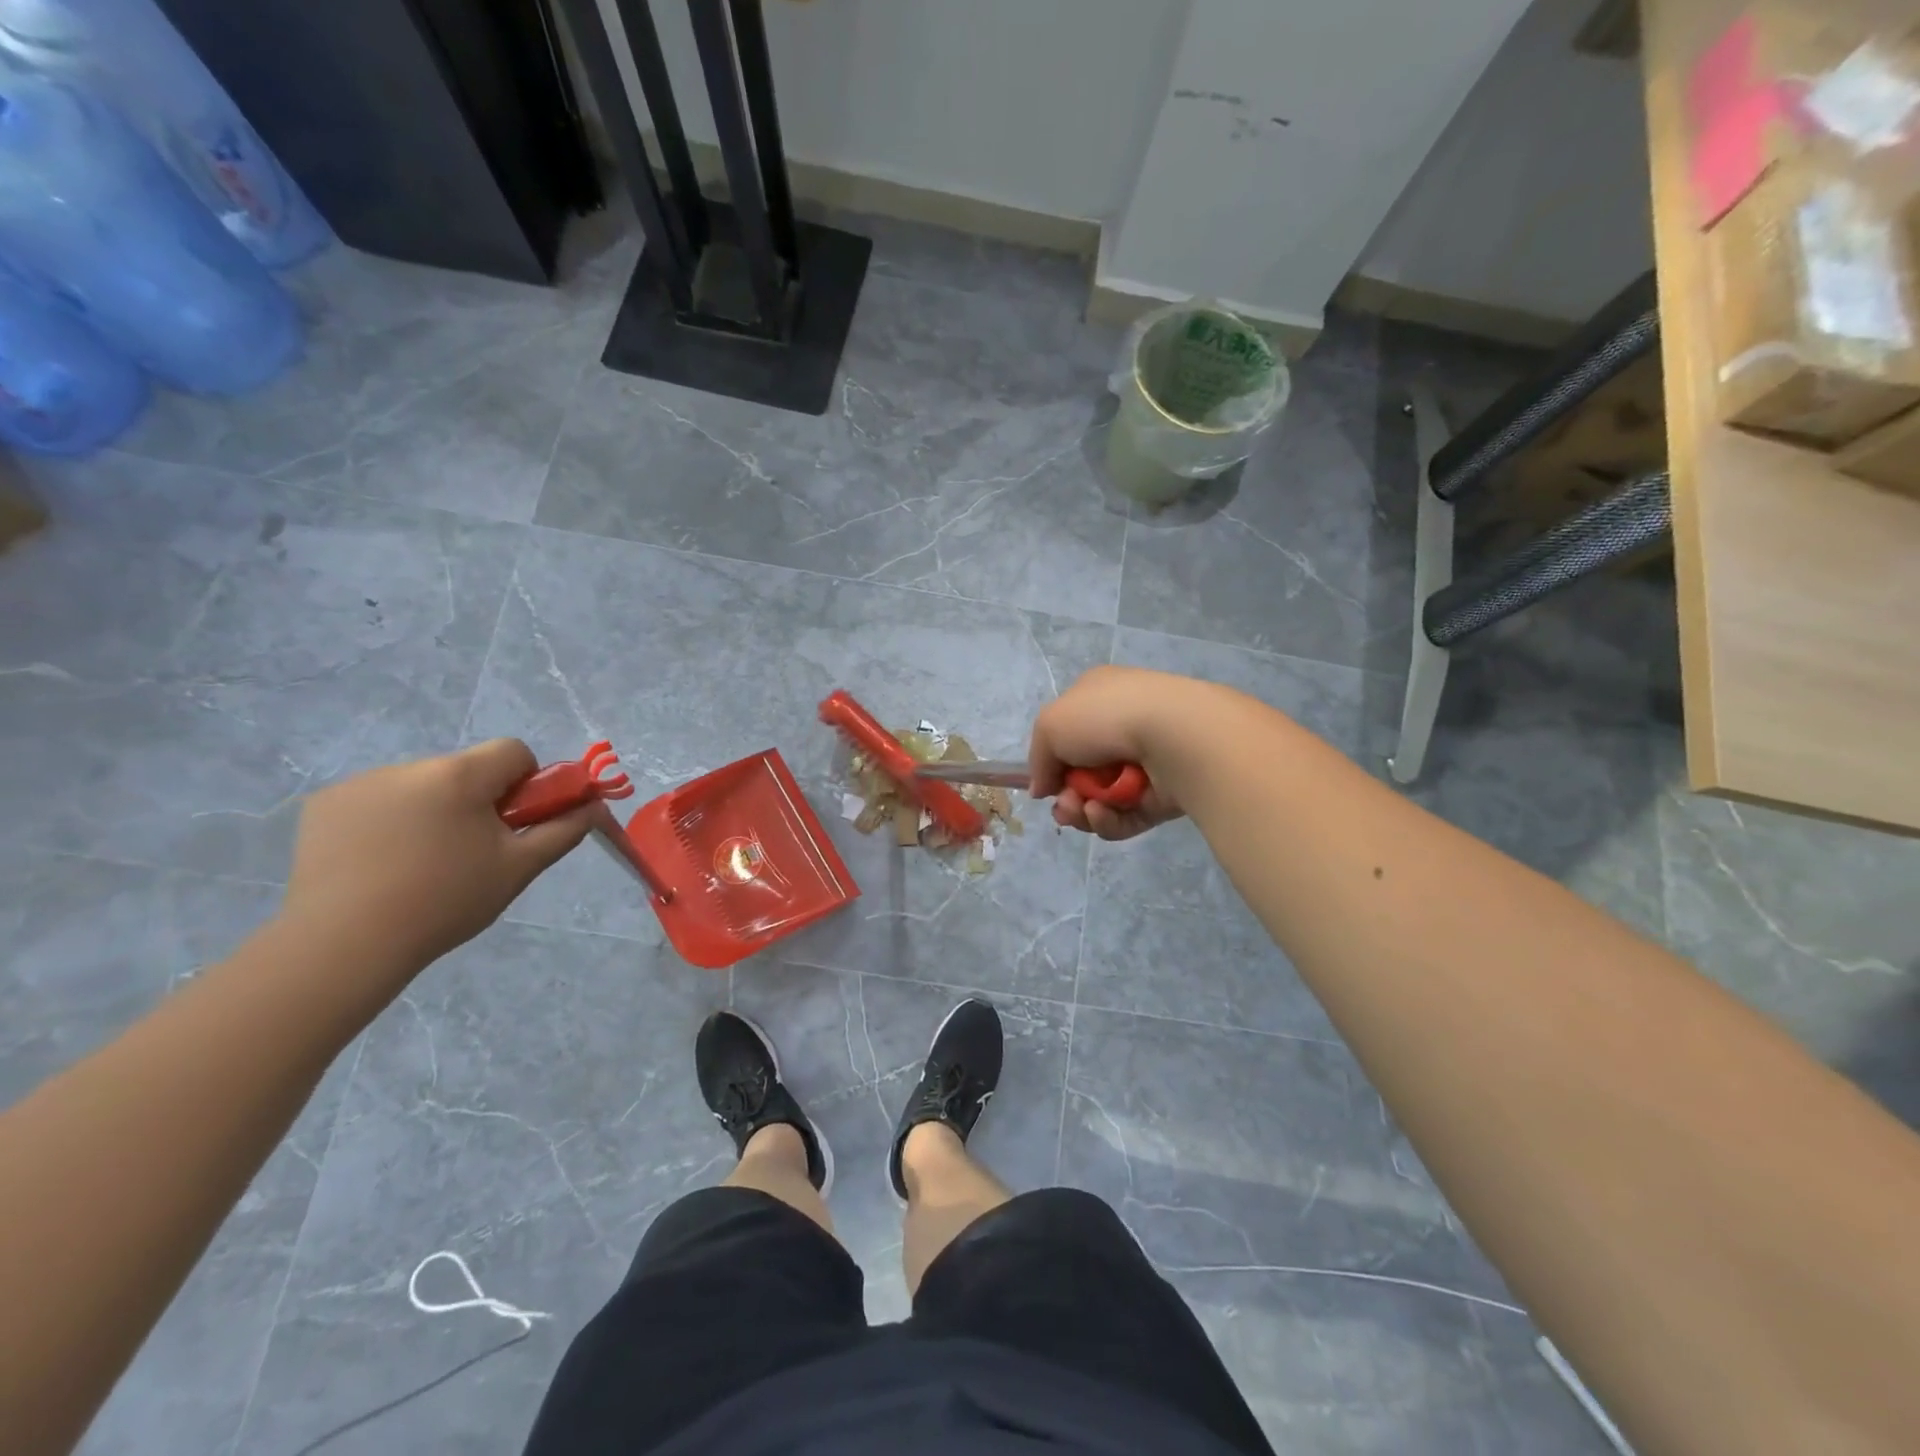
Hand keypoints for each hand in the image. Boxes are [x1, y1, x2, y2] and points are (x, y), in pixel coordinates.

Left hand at [278, 740, 595, 986]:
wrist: (342, 945)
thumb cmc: (445, 902)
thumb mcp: (519, 868)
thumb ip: (562, 831)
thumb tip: (594, 806)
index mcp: (460, 775)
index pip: (512, 750)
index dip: (526, 781)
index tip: (514, 821)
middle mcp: (409, 767)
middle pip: (465, 769)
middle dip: (476, 800)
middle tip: (470, 852)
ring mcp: (359, 784)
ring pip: (420, 786)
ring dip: (431, 810)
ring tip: (417, 865)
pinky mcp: (322, 806)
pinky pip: (374, 800)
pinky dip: (386, 822)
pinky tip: (377, 864)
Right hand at [1028, 666, 1190, 840]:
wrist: (1173, 734)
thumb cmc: (1105, 717)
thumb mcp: (1050, 725)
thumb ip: (1038, 758)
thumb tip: (1042, 788)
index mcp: (1098, 698)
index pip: (1068, 733)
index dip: (1052, 761)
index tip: (1045, 783)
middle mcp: (1123, 727)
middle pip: (1082, 773)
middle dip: (1066, 795)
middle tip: (1064, 806)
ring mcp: (1147, 762)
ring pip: (1102, 799)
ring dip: (1083, 811)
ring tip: (1082, 810)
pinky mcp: (1164, 796)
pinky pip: (1126, 816)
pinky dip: (1109, 819)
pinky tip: (1102, 813)